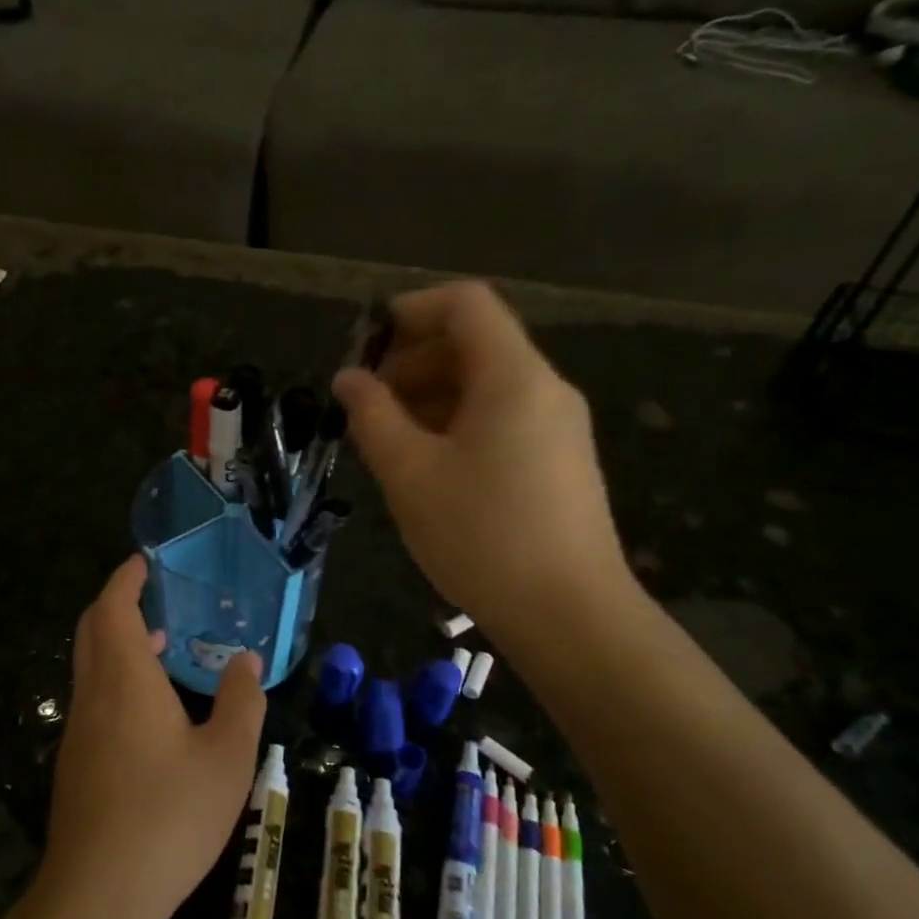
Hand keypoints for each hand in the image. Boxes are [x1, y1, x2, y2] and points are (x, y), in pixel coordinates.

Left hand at [38, 556, 267, 918]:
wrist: (100, 892)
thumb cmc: (170, 815)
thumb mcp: (227, 757)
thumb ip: (241, 702)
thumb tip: (245, 661)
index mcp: (125, 679)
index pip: (113, 607)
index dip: (126, 579)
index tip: (144, 562)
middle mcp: (93, 694)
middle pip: (93, 629)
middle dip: (117, 603)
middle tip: (154, 596)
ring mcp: (78, 729)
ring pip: (90, 665)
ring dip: (117, 642)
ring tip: (161, 644)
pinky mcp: (75, 761)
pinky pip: (93, 697)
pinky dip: (115, 677)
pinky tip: (150, 709)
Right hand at [332, 281, 632, 628]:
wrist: (569, 614)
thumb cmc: (482, 536)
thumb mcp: (410, 474)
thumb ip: (373, 416)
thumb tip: (349, 379)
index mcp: (513, 376)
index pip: (465, 305)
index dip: (411, 310)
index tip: (366, 345)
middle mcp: (545, 389)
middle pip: (476, 343)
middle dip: (413, 360)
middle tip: (367, 402)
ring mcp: (558, 427)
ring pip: (487, 385)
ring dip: (431, 395)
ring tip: (388, 438)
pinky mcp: (560, 462)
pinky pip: (503, 419)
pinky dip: (458, 423)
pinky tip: (428, 466)